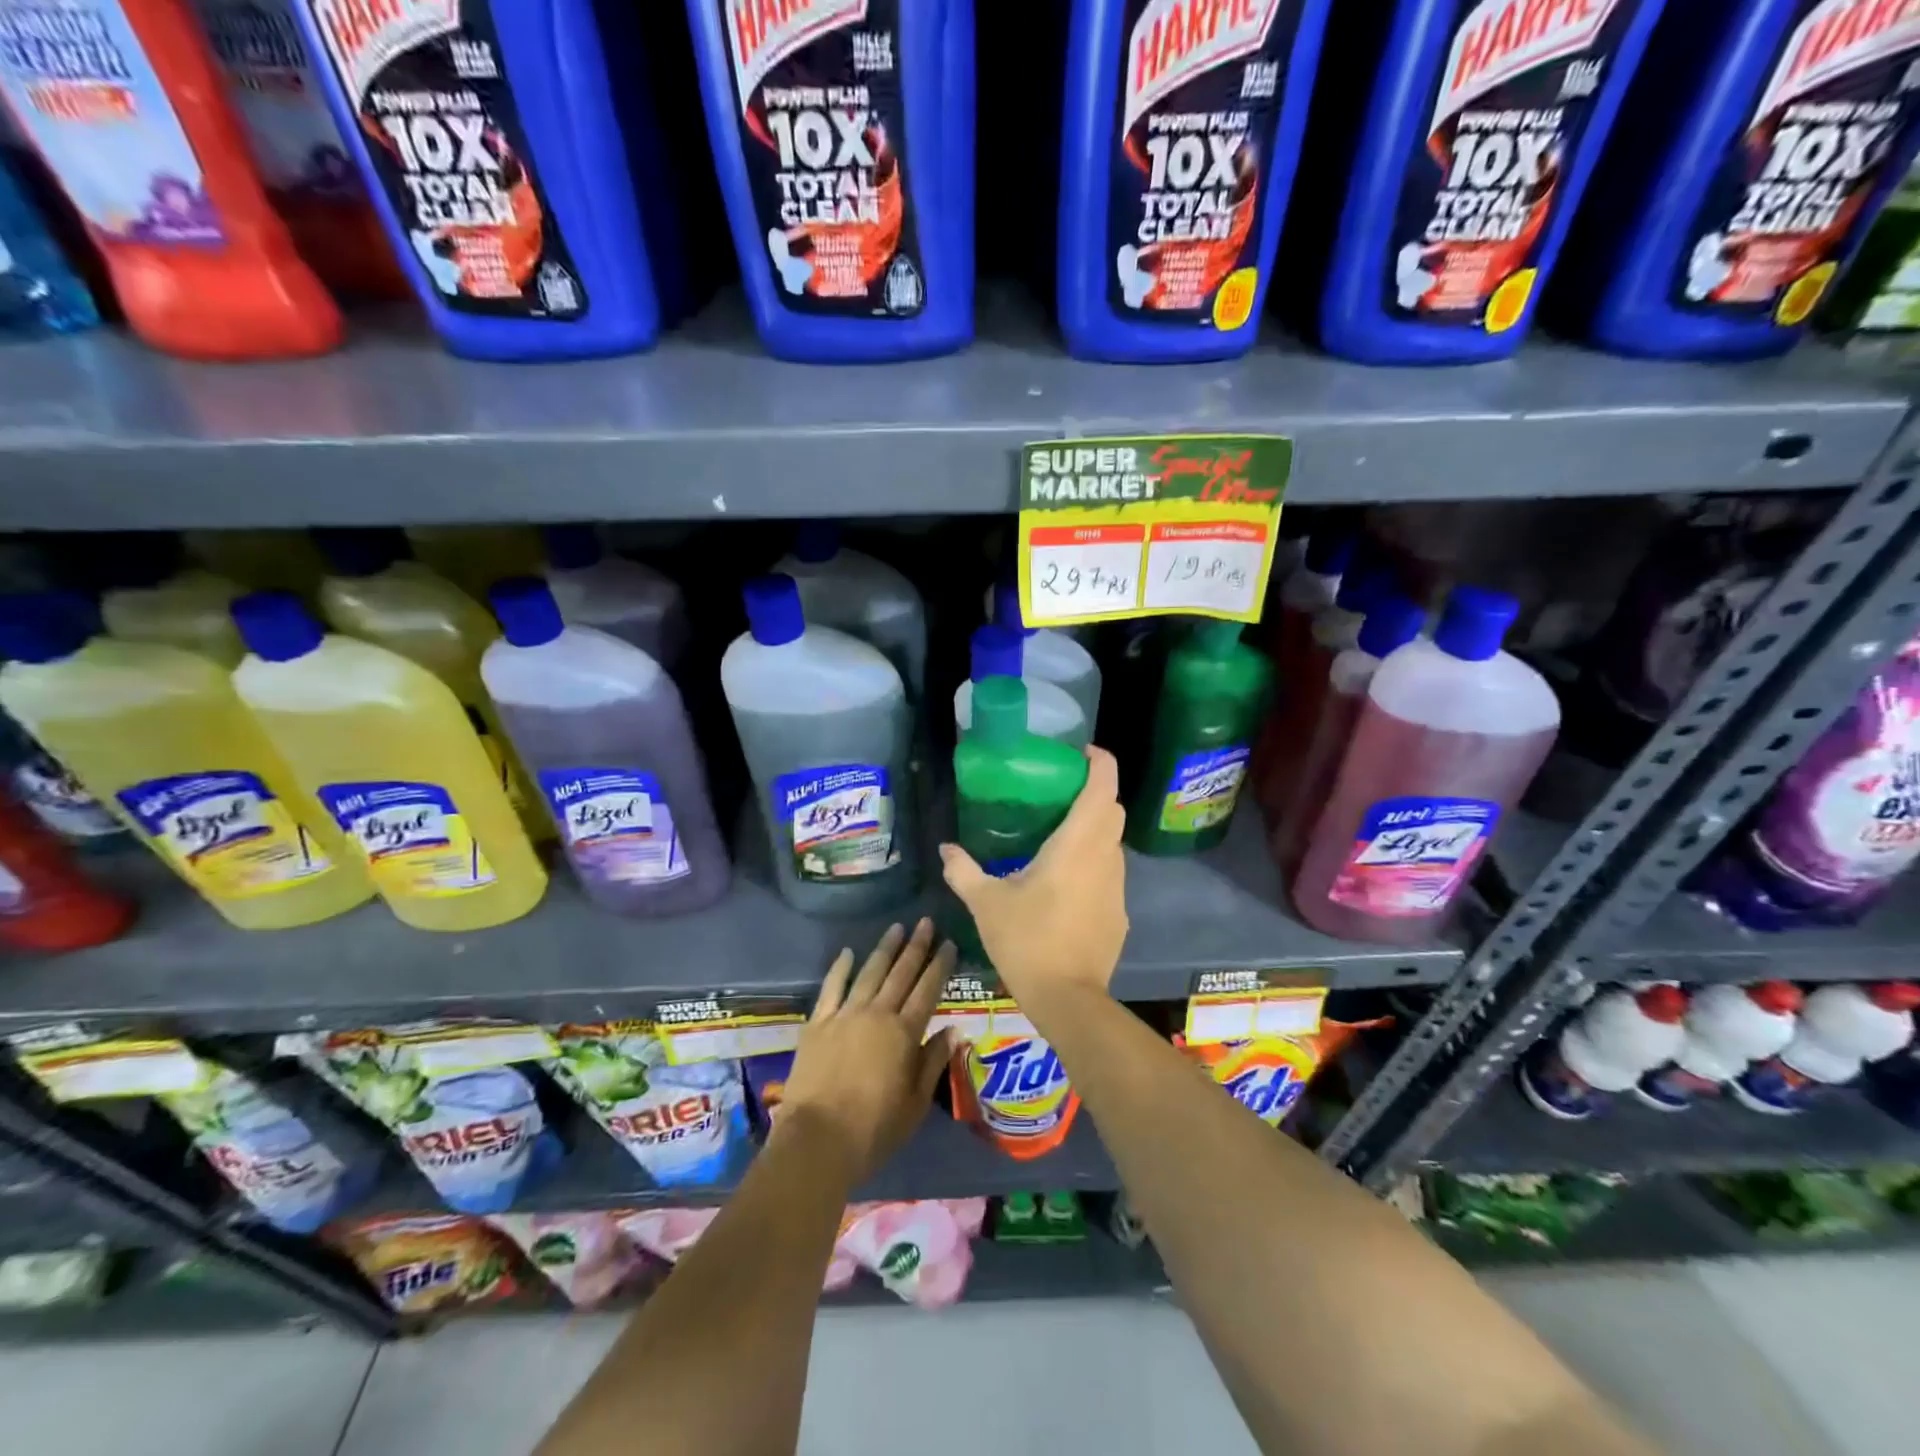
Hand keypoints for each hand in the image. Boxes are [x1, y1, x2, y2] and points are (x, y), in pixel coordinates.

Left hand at [775, 919, 955, 1184]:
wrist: (817, 1140)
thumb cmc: (874, 1129)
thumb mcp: (915, 1103)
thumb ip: (933, 1062)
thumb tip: (953, 1031)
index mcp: (905, 1033)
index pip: (928, 990)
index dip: (940, 965)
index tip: (948, 943)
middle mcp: (877, 1014)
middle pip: (901, 973)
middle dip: (916, 946)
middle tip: (926, 922)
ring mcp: (845, 1015)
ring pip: (869, 973)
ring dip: (884, 949)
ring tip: (896, 928)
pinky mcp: (818, 1024)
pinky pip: (832, 987)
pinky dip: (840, 968)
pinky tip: (848, 952)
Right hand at [938, 746, 1127, 1007]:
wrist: (1068, 999)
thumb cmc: (1027, 940)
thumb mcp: (986, 903)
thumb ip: (964, 871)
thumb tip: (946, 849)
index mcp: (1077, 844)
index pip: (1103, 787)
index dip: (1100, 762)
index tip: (1081, 754)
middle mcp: (1105, 857)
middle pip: (1113, 810)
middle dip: (1095, 794)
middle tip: (1060, 794)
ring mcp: (1117, 887)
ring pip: (1113, 843)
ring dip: (1094, 831)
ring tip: (1059, 837)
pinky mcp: (1120, 912)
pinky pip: (1110, 874)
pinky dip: (1093, 864)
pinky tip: (1065, 885)